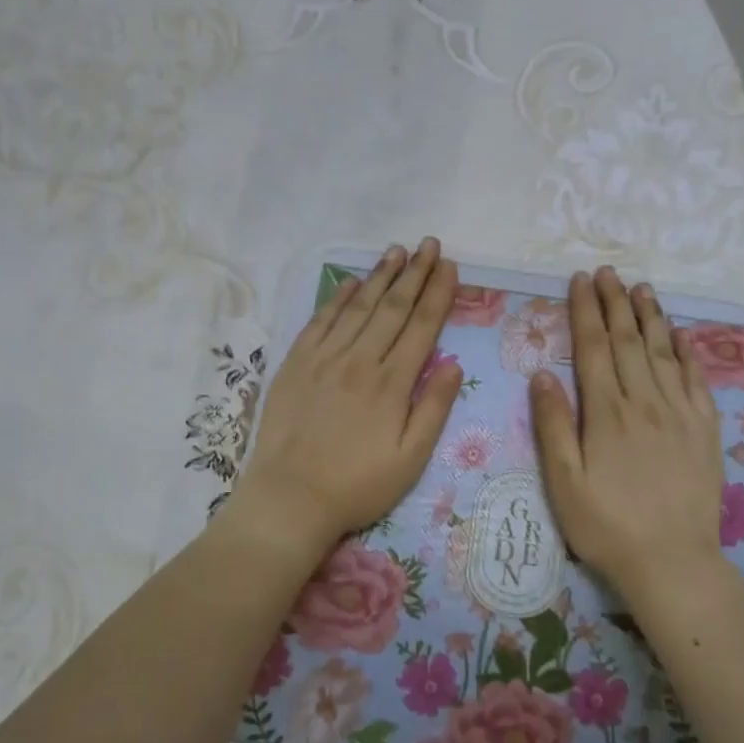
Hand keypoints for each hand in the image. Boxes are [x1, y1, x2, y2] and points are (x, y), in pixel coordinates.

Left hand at [234, 239, 460, 555]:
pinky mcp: (296, 364)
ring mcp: (324, 359)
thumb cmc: (357, 486)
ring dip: (380, 276)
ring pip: (358, 307)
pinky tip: (352, 281)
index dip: (438, 293)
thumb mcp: (410, 459)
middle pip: (392, 308)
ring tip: (397, 251)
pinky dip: (338, 298)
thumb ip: (434, 409)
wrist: (290, 498)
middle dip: (414, 273)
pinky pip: (320, 321)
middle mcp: (359, 360)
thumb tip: (454, 365)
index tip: (449, 266)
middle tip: (429, 244)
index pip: (421, 326)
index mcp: (392, 383)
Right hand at [530, 267, 726, 604]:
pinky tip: (679, 333)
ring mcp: (680, 413)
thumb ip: (552, 425)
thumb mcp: (563, 482)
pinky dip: (686, 350)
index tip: (580, 281)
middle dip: (615, 303)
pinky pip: (695, 378)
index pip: (594, 348)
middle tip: (607, 272)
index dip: (585, 311)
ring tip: (640, 288)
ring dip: (650, 316)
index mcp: (606, 413)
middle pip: (629, 341)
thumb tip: (541, 373)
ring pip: (663, 352)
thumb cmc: (606, 526)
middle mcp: (645, 402)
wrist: (672, 561)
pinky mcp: (705, 429)